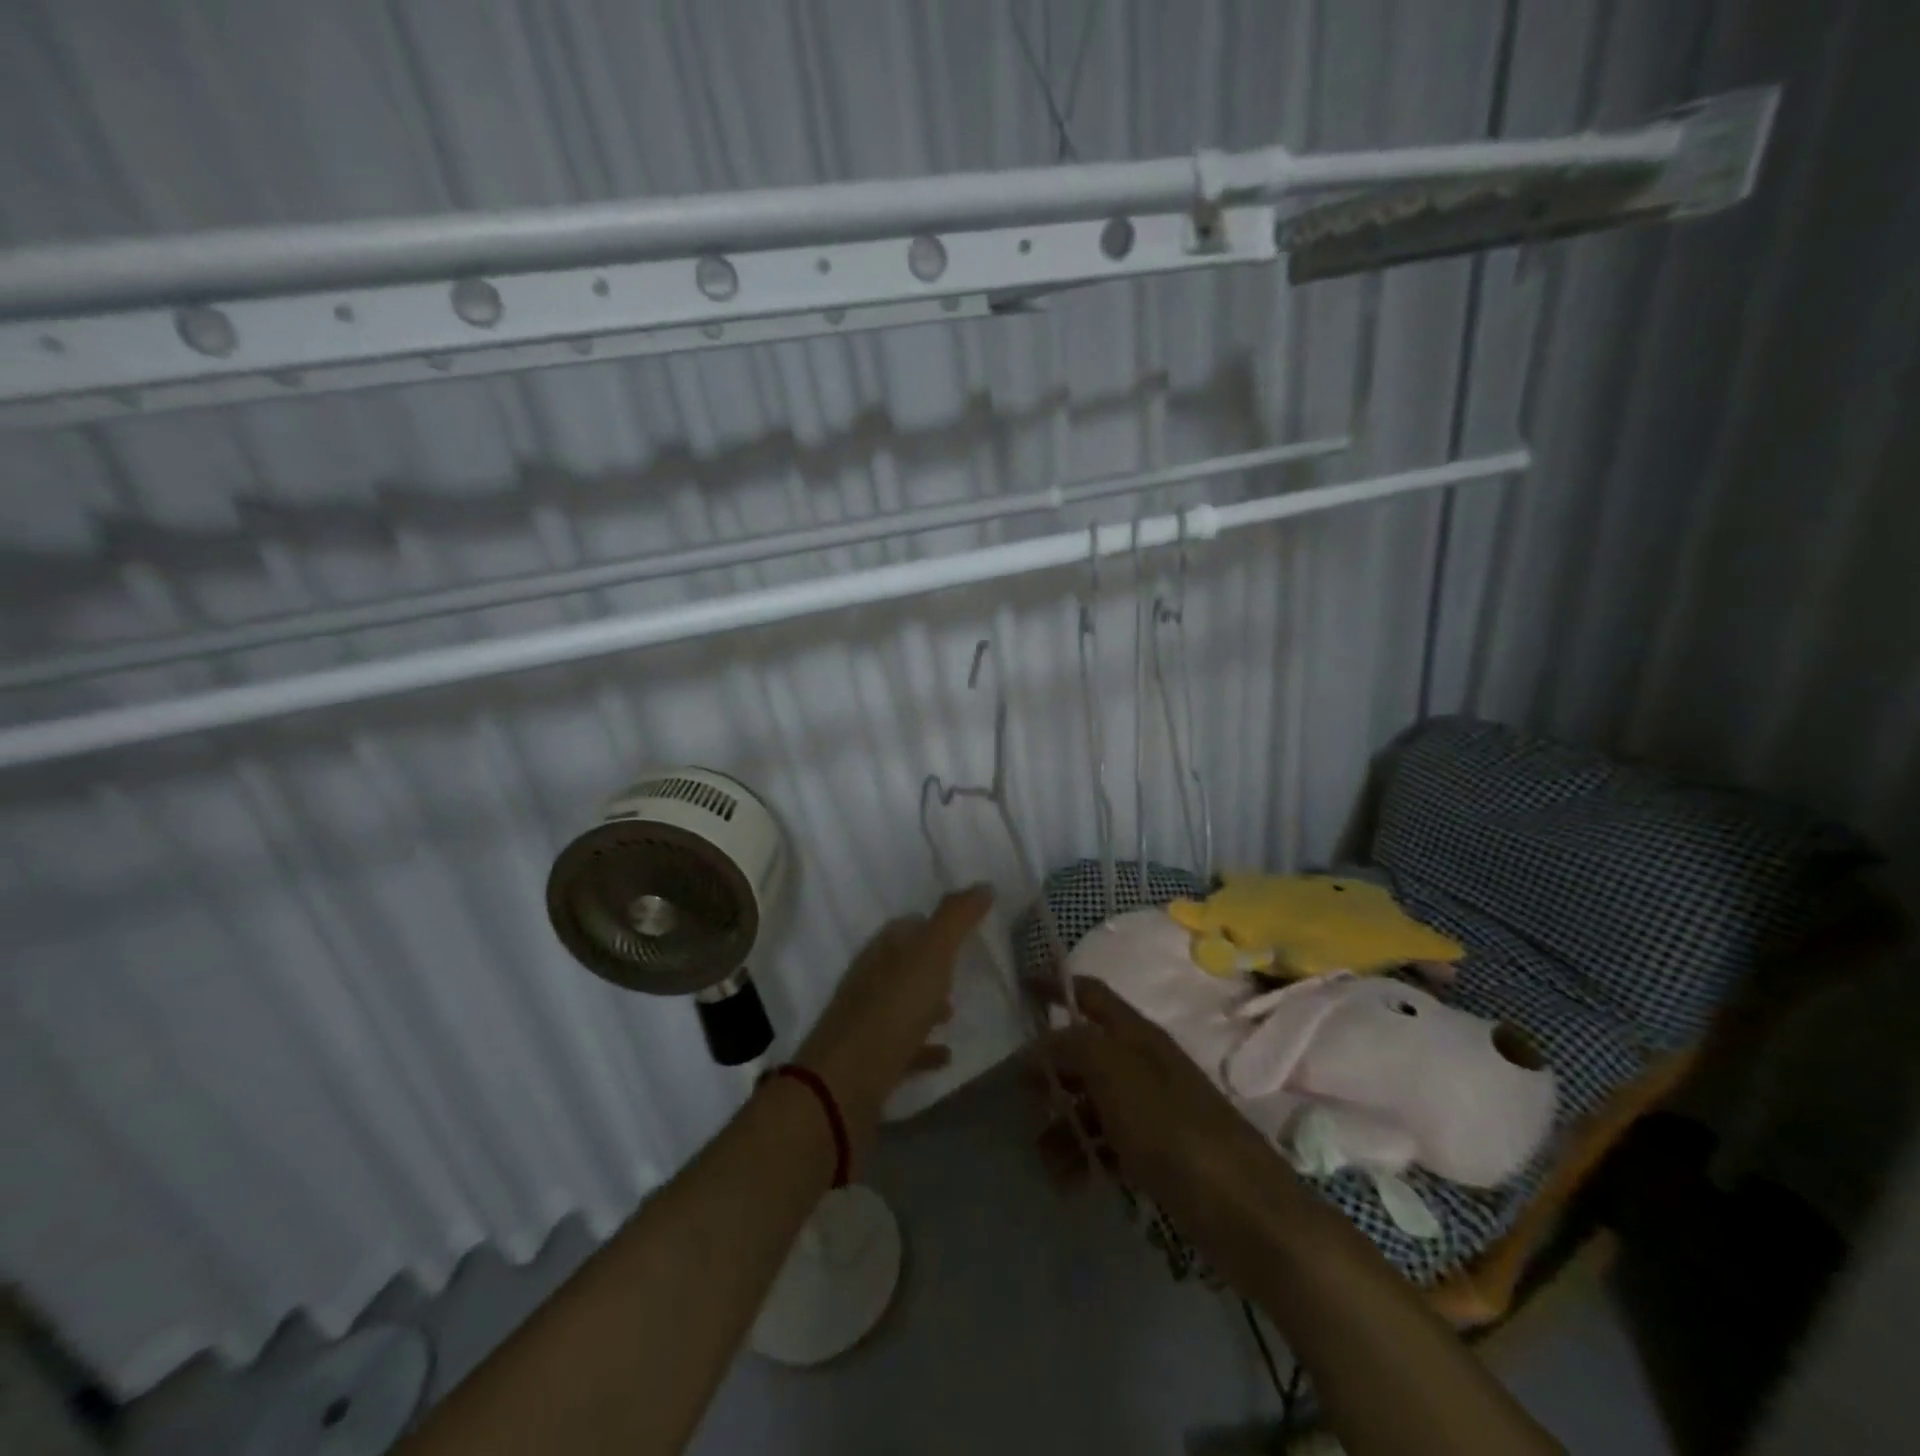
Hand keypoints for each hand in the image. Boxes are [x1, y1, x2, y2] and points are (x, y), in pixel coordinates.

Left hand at [796, 885, 992, 1154]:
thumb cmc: (892, 1011)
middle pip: (902, 965)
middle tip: (962, 967)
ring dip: (925, 1004)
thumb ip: (956, 918)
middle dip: (929, 964)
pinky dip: (924, 1047)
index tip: (962, 927)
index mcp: (880, 952)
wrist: (844, 1087)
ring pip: (900, 1005)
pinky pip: (903, 1048)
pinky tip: (946, 1055)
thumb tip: (982, 884)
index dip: (931, 923)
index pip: (905, 927)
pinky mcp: (870, 1064)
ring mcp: (866, 1024)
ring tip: (956, 1009)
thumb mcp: (931, 955)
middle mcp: (869, 982)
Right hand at [1048, 975, 1299, 1289]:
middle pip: (1086, 1050)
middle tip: (1021, 1096)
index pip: (1090, 994)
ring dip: (1064, 1123)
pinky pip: (1110, 1142)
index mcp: (1138, 1036)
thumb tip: (1040, 1044)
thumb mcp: (1116, 1078)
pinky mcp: (1160, 1153)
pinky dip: (1086, 1156)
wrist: (1249, 1215)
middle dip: (1051, 1069)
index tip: (1021, 988)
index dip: (1056, 985)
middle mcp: (1144, 1065)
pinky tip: (1071, 1183)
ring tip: (1046, 1159)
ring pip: (1093, 1101)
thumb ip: (1073, 1048)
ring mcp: (1154, 1110)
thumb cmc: (1176, 1134)